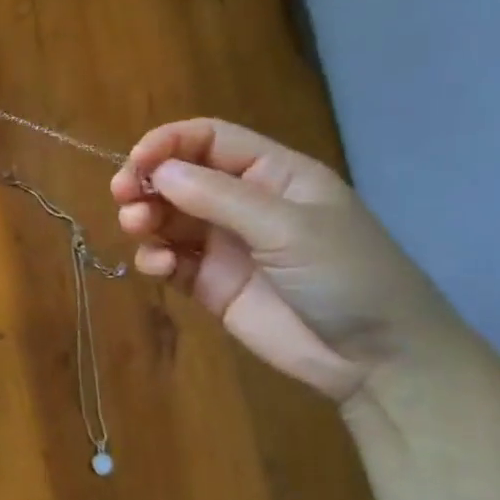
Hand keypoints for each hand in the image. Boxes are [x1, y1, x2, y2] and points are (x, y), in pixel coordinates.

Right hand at [111, 119, 461, 402]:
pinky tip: (160, 267)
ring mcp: (225, 246)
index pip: (210, 140)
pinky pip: (171, 261)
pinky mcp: (211, 285)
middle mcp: (244, 204)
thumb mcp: (288, 227)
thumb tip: (158, 172)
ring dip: (145, 219)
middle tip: (123, 197)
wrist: (376, 359)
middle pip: (180, 177)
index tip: (136, 163)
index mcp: (272, 174)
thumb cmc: (346, 276)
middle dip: (147, 182)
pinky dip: (155, 259)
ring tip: (139, 230)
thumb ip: (219, 197)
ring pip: (168, 218)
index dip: (169, 143)